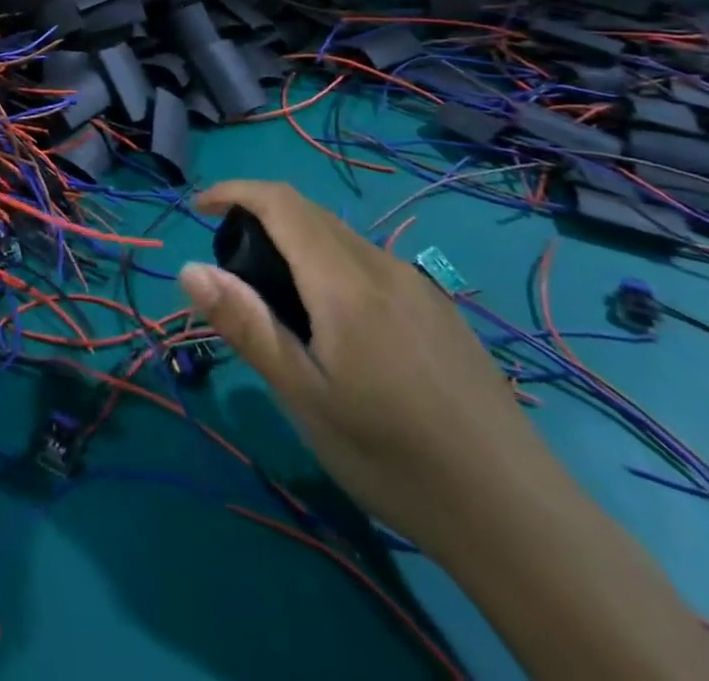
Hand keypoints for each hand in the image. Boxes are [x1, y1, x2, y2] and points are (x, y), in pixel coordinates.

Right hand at [178, 180, 565, 558]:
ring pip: (342, 238)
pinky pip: (370, 264)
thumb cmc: (393, 457)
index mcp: (344, 281)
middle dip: (259, 216)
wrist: (519, 516)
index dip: (234, 191)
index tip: (198, 209)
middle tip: (230, 266)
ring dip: (296, 242)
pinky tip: (337, 325)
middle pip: (310, 213)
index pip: (281, 202)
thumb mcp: (304, 396)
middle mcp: (382, 267)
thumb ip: (245, 325)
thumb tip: (189, 268)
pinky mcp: (440, 311)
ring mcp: (419, 287)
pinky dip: (331, 264)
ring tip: (277, 299)